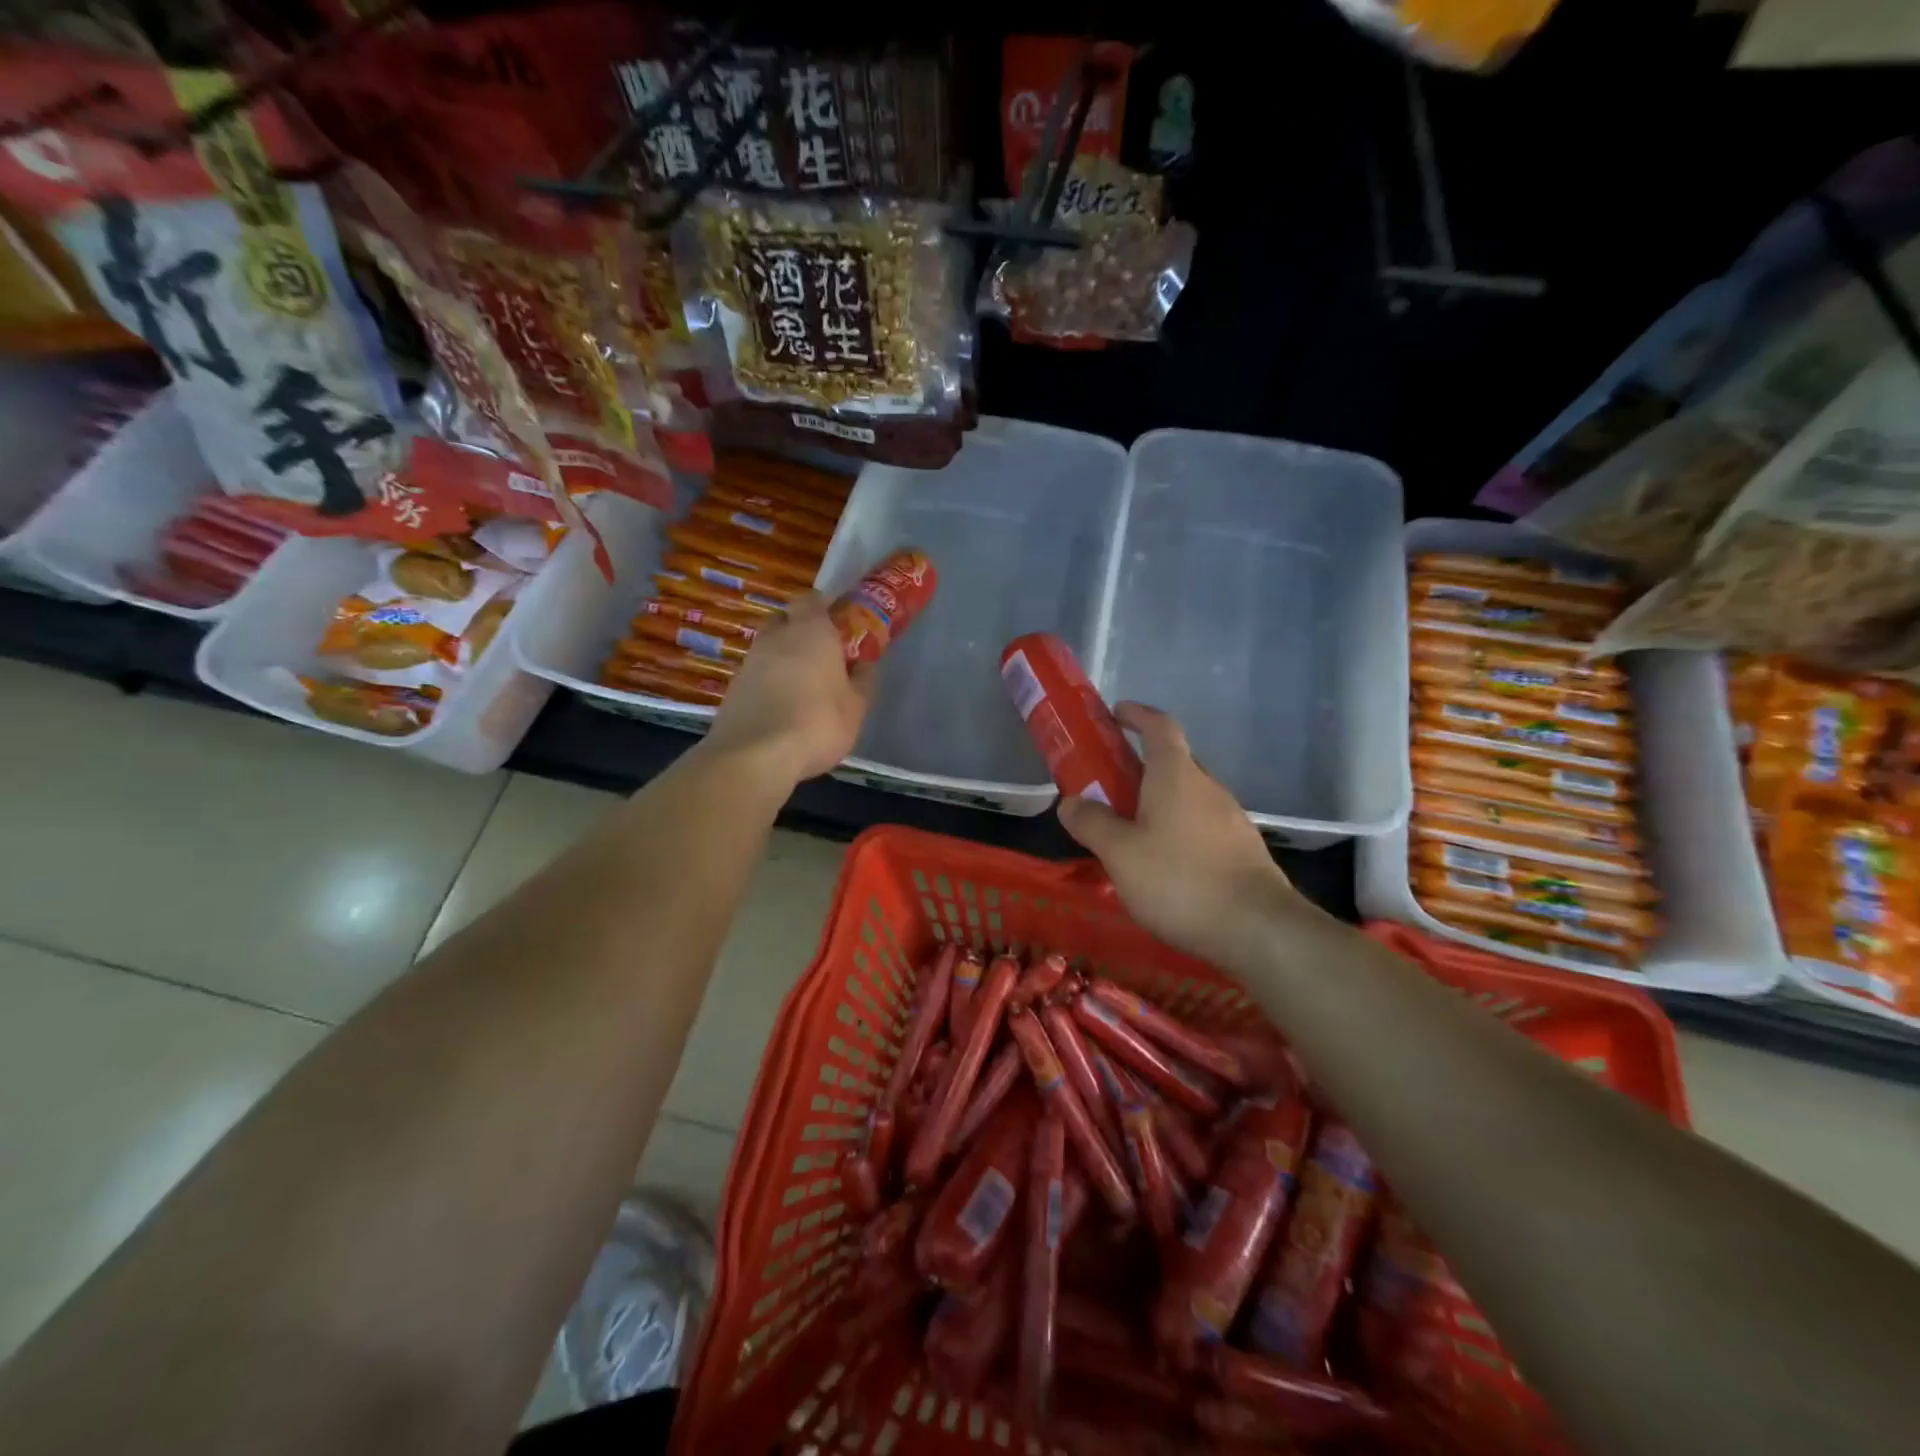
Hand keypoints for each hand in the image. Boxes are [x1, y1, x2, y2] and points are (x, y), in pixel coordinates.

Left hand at [704, 592, 874, 783]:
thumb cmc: (818, 722)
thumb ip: (863, 680)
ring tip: (804, 682)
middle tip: (823, 650)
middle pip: (786, 618)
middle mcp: (776, 637)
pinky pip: (757, 673)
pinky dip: (770, 680)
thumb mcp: (857, 706)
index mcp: (811, 630)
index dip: (828, 606)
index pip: (814, 599)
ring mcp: (750, 661)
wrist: (755, 755)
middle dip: (802, 627)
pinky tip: (783, 704)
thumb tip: (865, 665)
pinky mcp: (734, 687)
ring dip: (784, 656)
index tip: (842, 622)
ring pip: (769, 646)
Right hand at [1058, 703, 1305, 965]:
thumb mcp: (1120, 853)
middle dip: (1140, 767)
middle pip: (1173, 762)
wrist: (1258, 929)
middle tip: (1108, 787)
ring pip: (1188, 797)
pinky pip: (1202, 826)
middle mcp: (1207, 787)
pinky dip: (1178, 830)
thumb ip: (1092, 823)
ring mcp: (1231, 818)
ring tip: (1130, 834)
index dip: (1137, 715)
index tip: (1115, 714)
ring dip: (1159, 803)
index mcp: (1176, 775)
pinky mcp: (1243, 850)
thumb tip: (1071, 802)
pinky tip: (1164, 865)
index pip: (1159, 726)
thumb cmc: (1180, 880)